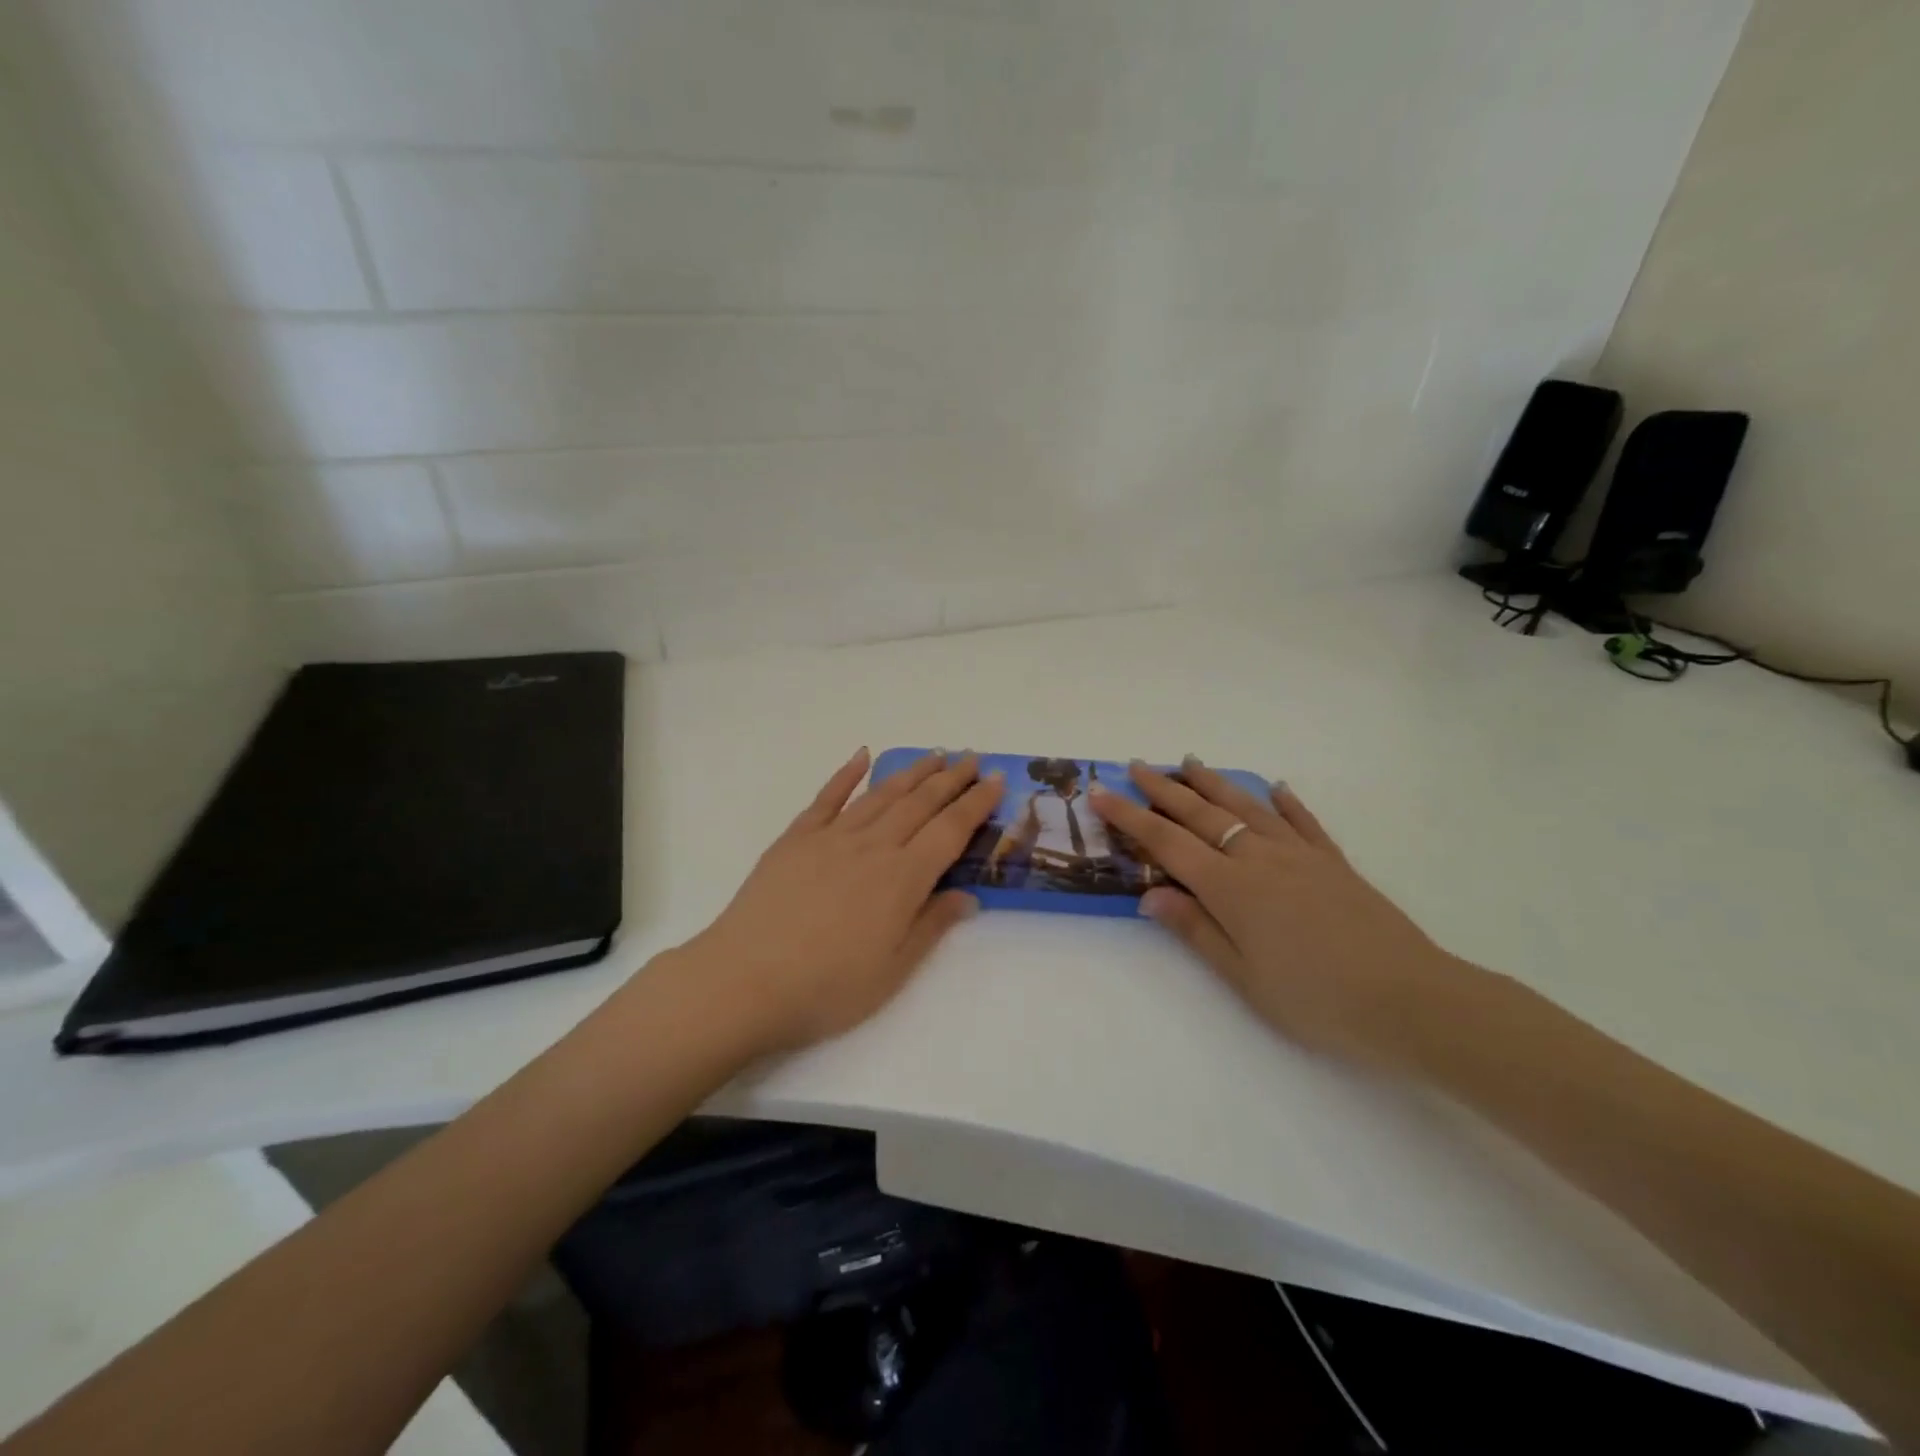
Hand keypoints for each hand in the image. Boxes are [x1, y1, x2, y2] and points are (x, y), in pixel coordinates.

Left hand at [686, 748, 1003, 1053]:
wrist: (743, 982)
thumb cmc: (826, 988)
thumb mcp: (892, 971)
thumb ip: (931, 926)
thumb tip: (968, 896)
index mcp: (902, 879)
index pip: (950, 831)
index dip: (976, 803)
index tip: (996, 780)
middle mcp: (873, 847)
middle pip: (920, 803)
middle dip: (951, 779)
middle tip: (972, 757)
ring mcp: (831, 838)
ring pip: (881, 794)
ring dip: (912, 772)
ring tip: (934, 754)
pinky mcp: (796, 839)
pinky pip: (827, 798)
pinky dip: (846, 774)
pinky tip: (862, 756)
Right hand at [1089, 760, 1469, 1069]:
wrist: (1410, 1000)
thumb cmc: (1316, 999)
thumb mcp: (1244, 977)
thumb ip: (1196, 931)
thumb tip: (1150, 896)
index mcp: (1231, 888)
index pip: (1167, 844)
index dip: (1130, 818)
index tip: (1101, 793)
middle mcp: (1259, 858)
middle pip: (1201, 815)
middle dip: (1164, 789)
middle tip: (1137, 765)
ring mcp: (1300, 855)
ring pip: (1247, 808)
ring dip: (1214, 783)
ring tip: (1190, 761)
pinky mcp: (1334, 863)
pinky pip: (1304, 822)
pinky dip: (1285, 802)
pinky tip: (1275, 786)